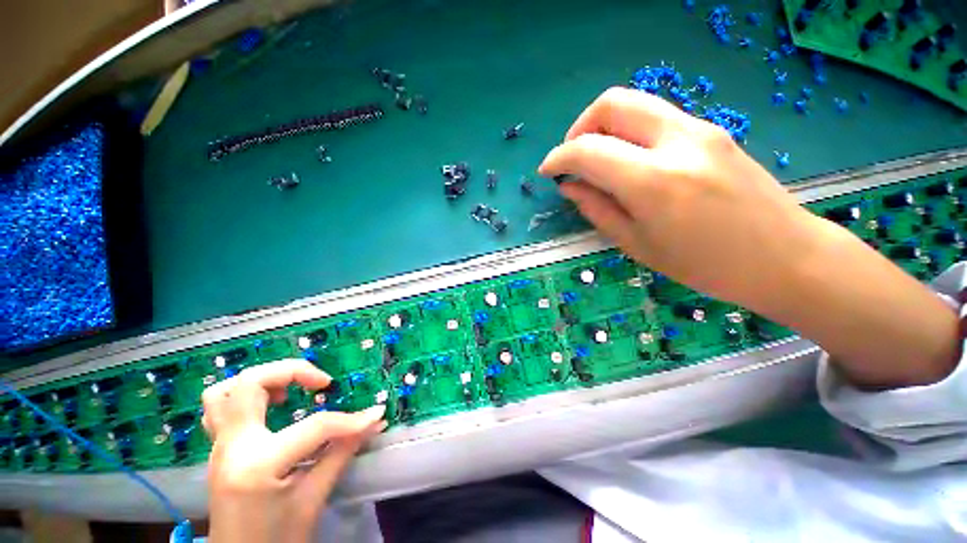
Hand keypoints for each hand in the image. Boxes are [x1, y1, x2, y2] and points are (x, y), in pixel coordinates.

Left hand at [202, 359, 386, 542]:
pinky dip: (244, 396)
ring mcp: (219, 447)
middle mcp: (232, 447)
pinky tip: (269, 405)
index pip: (314, 427)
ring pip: (223, 391)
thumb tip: (375, 421)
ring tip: (289, 391)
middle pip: (251, 383)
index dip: (350, 420)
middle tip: (322, 382)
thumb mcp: (313, 499)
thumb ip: (342, 453)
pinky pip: (218, 408)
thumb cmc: (278, 540)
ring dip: (262, 380)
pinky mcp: (219, 450)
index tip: (374, 415)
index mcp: (257, 465)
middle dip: (294, 372)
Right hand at [540, 87, 958, 387]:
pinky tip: (629, 161)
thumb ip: (597, 209)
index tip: (547, 171)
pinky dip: (629, 131)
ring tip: (598, 161)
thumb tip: (570, 187)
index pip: (588, 150)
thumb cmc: (704, 264)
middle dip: (580, 127)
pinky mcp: (712, 130)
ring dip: (604, 126)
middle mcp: (676, 141)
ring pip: (636, 103)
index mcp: (653, 181)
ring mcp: (699, 129)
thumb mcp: (637, 244)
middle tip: (573, 158)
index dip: (559, 158)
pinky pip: (656, 117)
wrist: (784, 257)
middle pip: (613, 103)